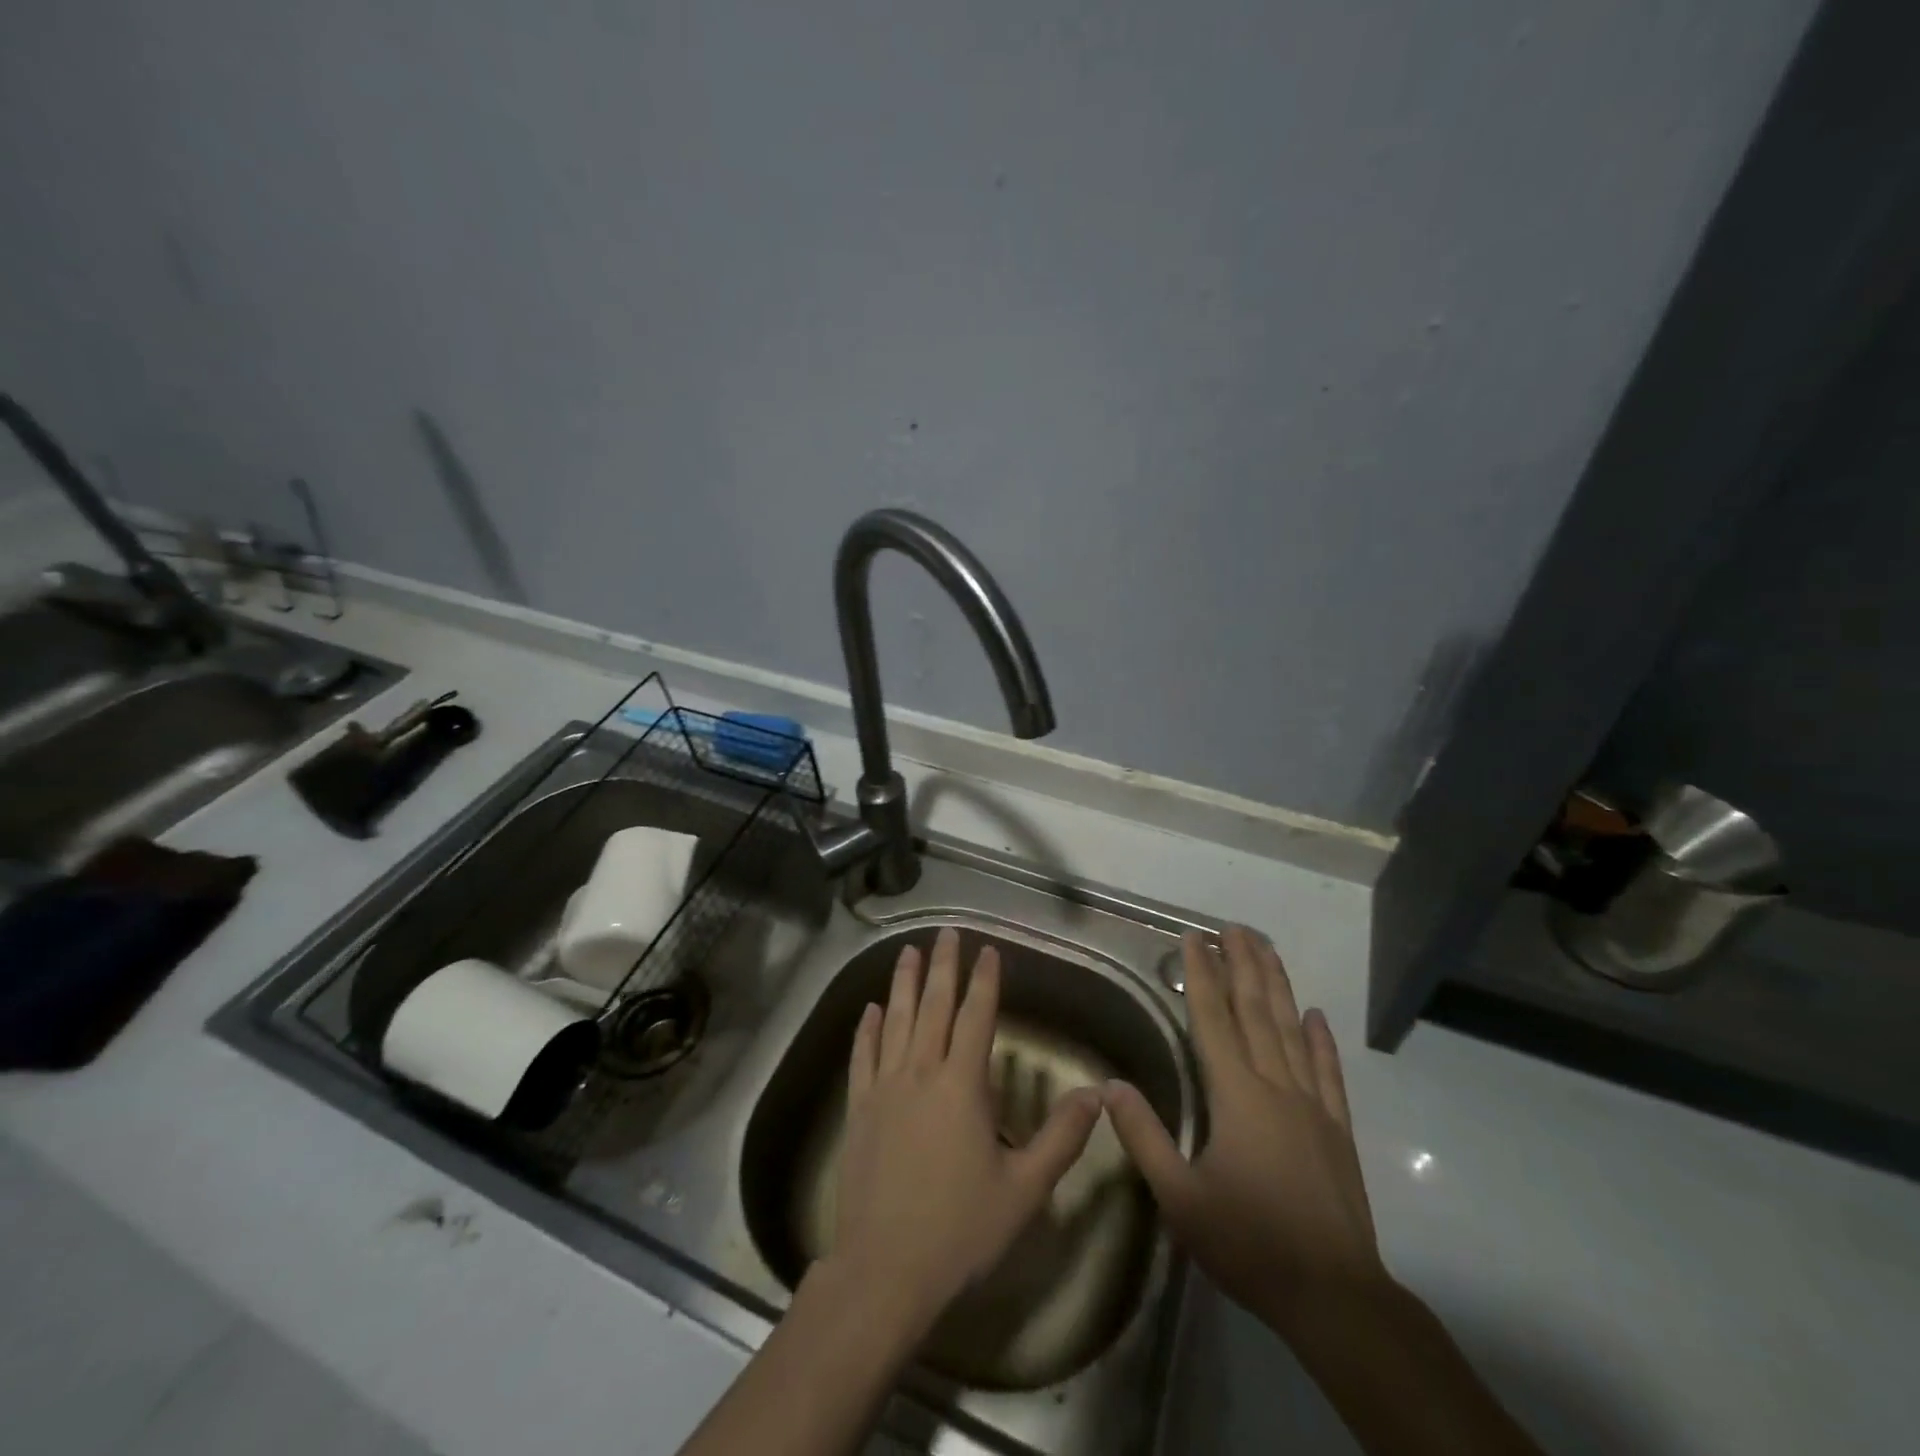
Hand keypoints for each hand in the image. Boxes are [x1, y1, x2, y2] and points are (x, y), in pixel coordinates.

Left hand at [829, 928, 1102, 1342]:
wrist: (885, 1270)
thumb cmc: (960, 1230)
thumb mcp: (1025, 1190)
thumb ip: (1062, 1137)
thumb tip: (1097, 1093)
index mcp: (962, 1085)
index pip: (976, 1017)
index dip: (985, 981)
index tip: (989, 950)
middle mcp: (921, 1072)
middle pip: (933, 1006)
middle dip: (943, 965)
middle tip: (946, 932)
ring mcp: (884, 1088)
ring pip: (895, 1020)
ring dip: (903, 983)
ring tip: (907, 951)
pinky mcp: (859, 1108)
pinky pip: (862, 1056)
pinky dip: (867, 1028)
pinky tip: (870, 1008)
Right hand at [1103, 925, 1387, 1343]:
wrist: (1335, 1297)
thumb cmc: (1249, 1243)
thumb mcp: (1180, 1198)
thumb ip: (1143, 1136)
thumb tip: (1108, 1086)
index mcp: (1236, 1094)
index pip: (1212, 1019)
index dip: (1201, 975)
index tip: (1193, 938)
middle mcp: (1276, 1085)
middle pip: (1256, 1010)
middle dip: (1243, 964)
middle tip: (1233, 926)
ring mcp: (1312, 1105)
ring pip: (1292, 1029)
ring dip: (1278, 985)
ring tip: (1267, 948)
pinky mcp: (1337, 1129)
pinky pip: (1328, 1072)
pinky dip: (1322, 1040)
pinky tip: (1316, 1015)